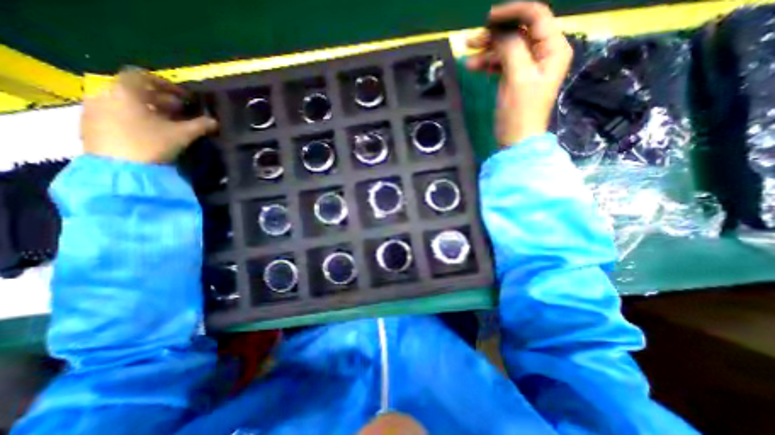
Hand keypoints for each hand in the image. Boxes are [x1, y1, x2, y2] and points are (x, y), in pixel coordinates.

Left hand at [81, 67, 217, 162]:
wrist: (119, 169)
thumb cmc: (152, 144)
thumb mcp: (182, 134)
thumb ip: (200, 125)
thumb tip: (214, 121)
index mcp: (125, 91)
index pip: (143, 76)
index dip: (166, 85)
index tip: (184, 98)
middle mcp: (105, 95)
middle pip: (135, 90)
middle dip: (161, 100)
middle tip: (180, 112)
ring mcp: (94, 110)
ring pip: (125, 103)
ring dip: (148, 110)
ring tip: (166, 124)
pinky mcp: (91, 126)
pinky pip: (116, 114)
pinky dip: (134, 118)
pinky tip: (149, 132)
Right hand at [465, 1, 566, 145]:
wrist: (516, 140)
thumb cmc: (520, 112)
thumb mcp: (517, 78)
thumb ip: (511, 49)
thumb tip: (499, 31)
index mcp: (553, 48)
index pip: (536, 16)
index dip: (513, 12)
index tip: (488, 18)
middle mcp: (543, 53)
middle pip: (518, 33)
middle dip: (494, 36)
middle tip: (470, 41)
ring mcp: (528, 67)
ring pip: (506, 49)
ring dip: (487, 52)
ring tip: (467, 59)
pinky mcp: (515, 78)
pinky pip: (501, 63)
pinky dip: (488, 64)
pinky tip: (474, 67)